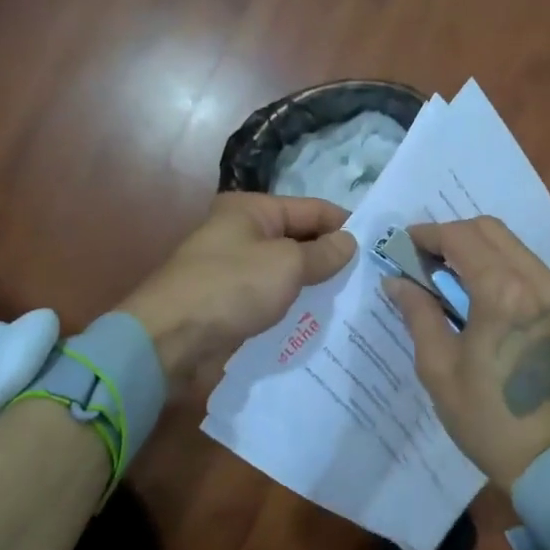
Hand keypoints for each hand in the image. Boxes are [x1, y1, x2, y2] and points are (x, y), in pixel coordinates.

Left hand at [121, 193, 357, 394]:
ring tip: (354, 302)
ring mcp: (235, 269)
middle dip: (332, 258)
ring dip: (314, 285)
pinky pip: (272, 297)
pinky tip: (320, 321)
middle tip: (373, 279)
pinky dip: (293, 305)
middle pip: (300, 239)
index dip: (346, 225)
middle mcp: (242, 233)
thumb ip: (323, 254)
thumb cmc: (231, 288)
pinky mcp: (231, 302)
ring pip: (287, 272)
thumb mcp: (286, 265)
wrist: (169, 340)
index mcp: (252, 209)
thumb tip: (350, 241)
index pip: (313, 209)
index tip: (380, 247)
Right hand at [383, 217, 549, 490]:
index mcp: (504, 294)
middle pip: (492, 230)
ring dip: (480, 250)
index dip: (428, 235)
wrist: (548, 462)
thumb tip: (396, 281)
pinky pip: (533, 270)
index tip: (404, 245)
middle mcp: (540, 282)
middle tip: (425, 260)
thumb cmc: (484, 418)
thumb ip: (418, 313)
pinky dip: (504, 269)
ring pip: (515, 247)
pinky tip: (483, 296)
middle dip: (454, 236)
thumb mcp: (438, 367)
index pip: (461, 238)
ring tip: (450, 277)